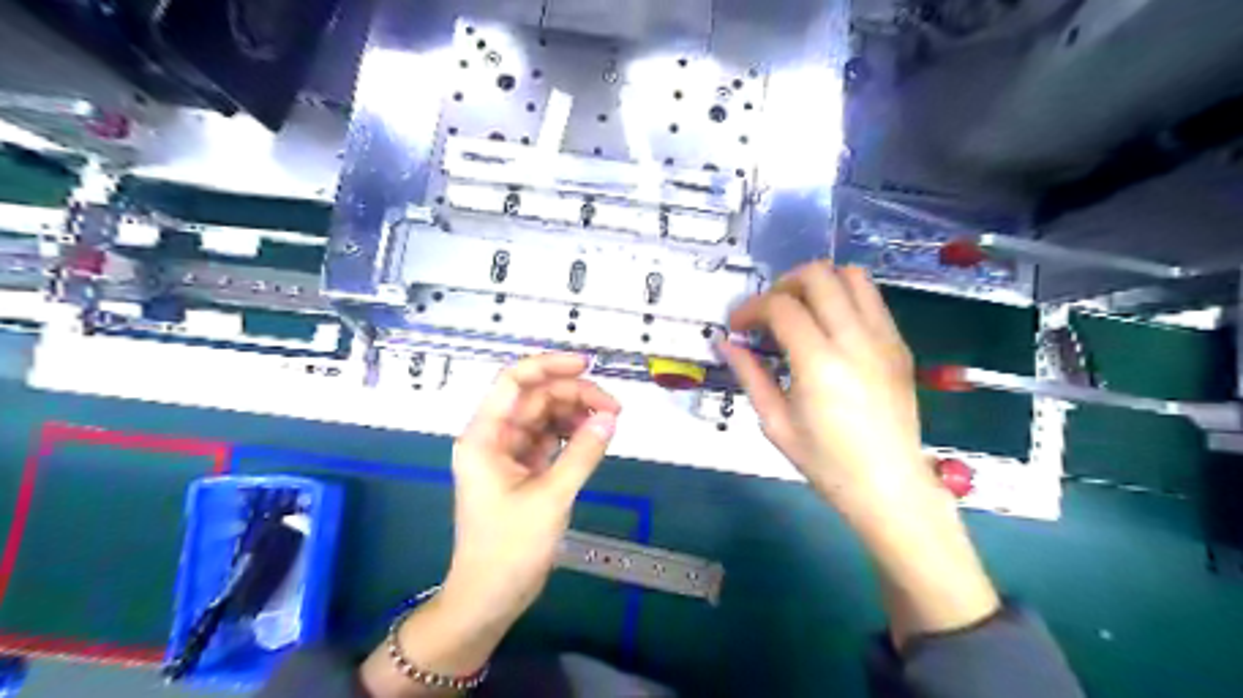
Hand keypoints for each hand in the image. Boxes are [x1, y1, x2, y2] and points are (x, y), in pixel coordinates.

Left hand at [363, 358, 619, 693]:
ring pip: (544, 417)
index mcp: (485, 436)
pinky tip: (594, 437)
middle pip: (535, 398)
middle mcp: (494, 437)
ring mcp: (508, 453)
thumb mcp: (551, 497)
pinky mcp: (522, 470)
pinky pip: (549, 439)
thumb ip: (582, 453)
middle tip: (613, 409)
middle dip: (573, 396)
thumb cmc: (509, 548)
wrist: (489, 597)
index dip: (548, 365)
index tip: (586, 365)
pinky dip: (571, 435)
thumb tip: (609, 418)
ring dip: (575, 414)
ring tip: (609, 423)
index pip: (513, 382)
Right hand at [714, 261, 936, 507]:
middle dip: (783, 284)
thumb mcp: (776, 423)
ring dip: (819, 283)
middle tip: (768, 313)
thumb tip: (726, 343)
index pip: (780, 306)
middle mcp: (855, 339)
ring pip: (853, 276)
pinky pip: (872, 299)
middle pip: (819, 274)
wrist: (889, 487)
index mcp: (819, 363)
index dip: (751, 308)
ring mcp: (884, 338)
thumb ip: (750, 375)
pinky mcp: (900, 345)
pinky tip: (829, 329)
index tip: (737, 327)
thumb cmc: (826, 463)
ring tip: (800, 311)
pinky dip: (844, 298)